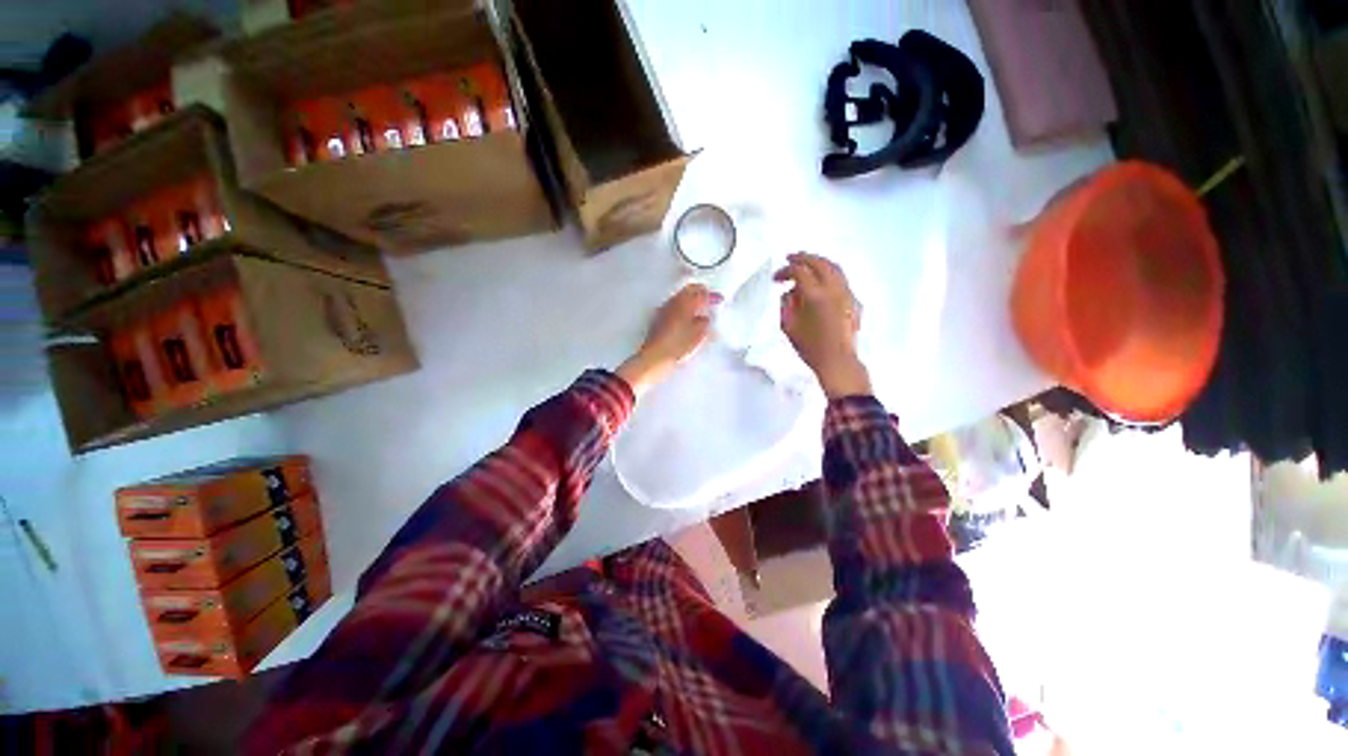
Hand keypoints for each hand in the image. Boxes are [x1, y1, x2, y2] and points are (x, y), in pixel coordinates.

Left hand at [617, 284, 721, 394]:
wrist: (655, 356)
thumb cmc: (679, 344)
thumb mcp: (699, 335)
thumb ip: (704, 323)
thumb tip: (704, 318)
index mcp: (685, 302)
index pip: (701, 292)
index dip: (712, 295)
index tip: (720, 299)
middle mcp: (673, 301)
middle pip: (688, 290)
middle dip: (699, 292)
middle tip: (709, 299)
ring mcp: (664, 309)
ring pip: (679, 297)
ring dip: (689, 300)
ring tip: (698, 309)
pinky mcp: (658, 318)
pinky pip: (673, 306)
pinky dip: (682, 308)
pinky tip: (686, 318)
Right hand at [775, 252, 871, 398]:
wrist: (838, 361)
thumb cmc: (810, 347)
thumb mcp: (788, 327)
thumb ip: (786, 305)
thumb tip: (789, 292)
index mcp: (815, 295)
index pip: (799, 272)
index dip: (785, 271)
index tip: (776, 279)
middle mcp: (833, 289)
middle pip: (819, 262)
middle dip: (803, 258)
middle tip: (790, 258)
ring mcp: (847, 293)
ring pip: (834, 267)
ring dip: (818, 262)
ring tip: (806, 264)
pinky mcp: (854, 300)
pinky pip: (841, 279)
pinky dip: (829, 273)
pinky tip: (821, 281)